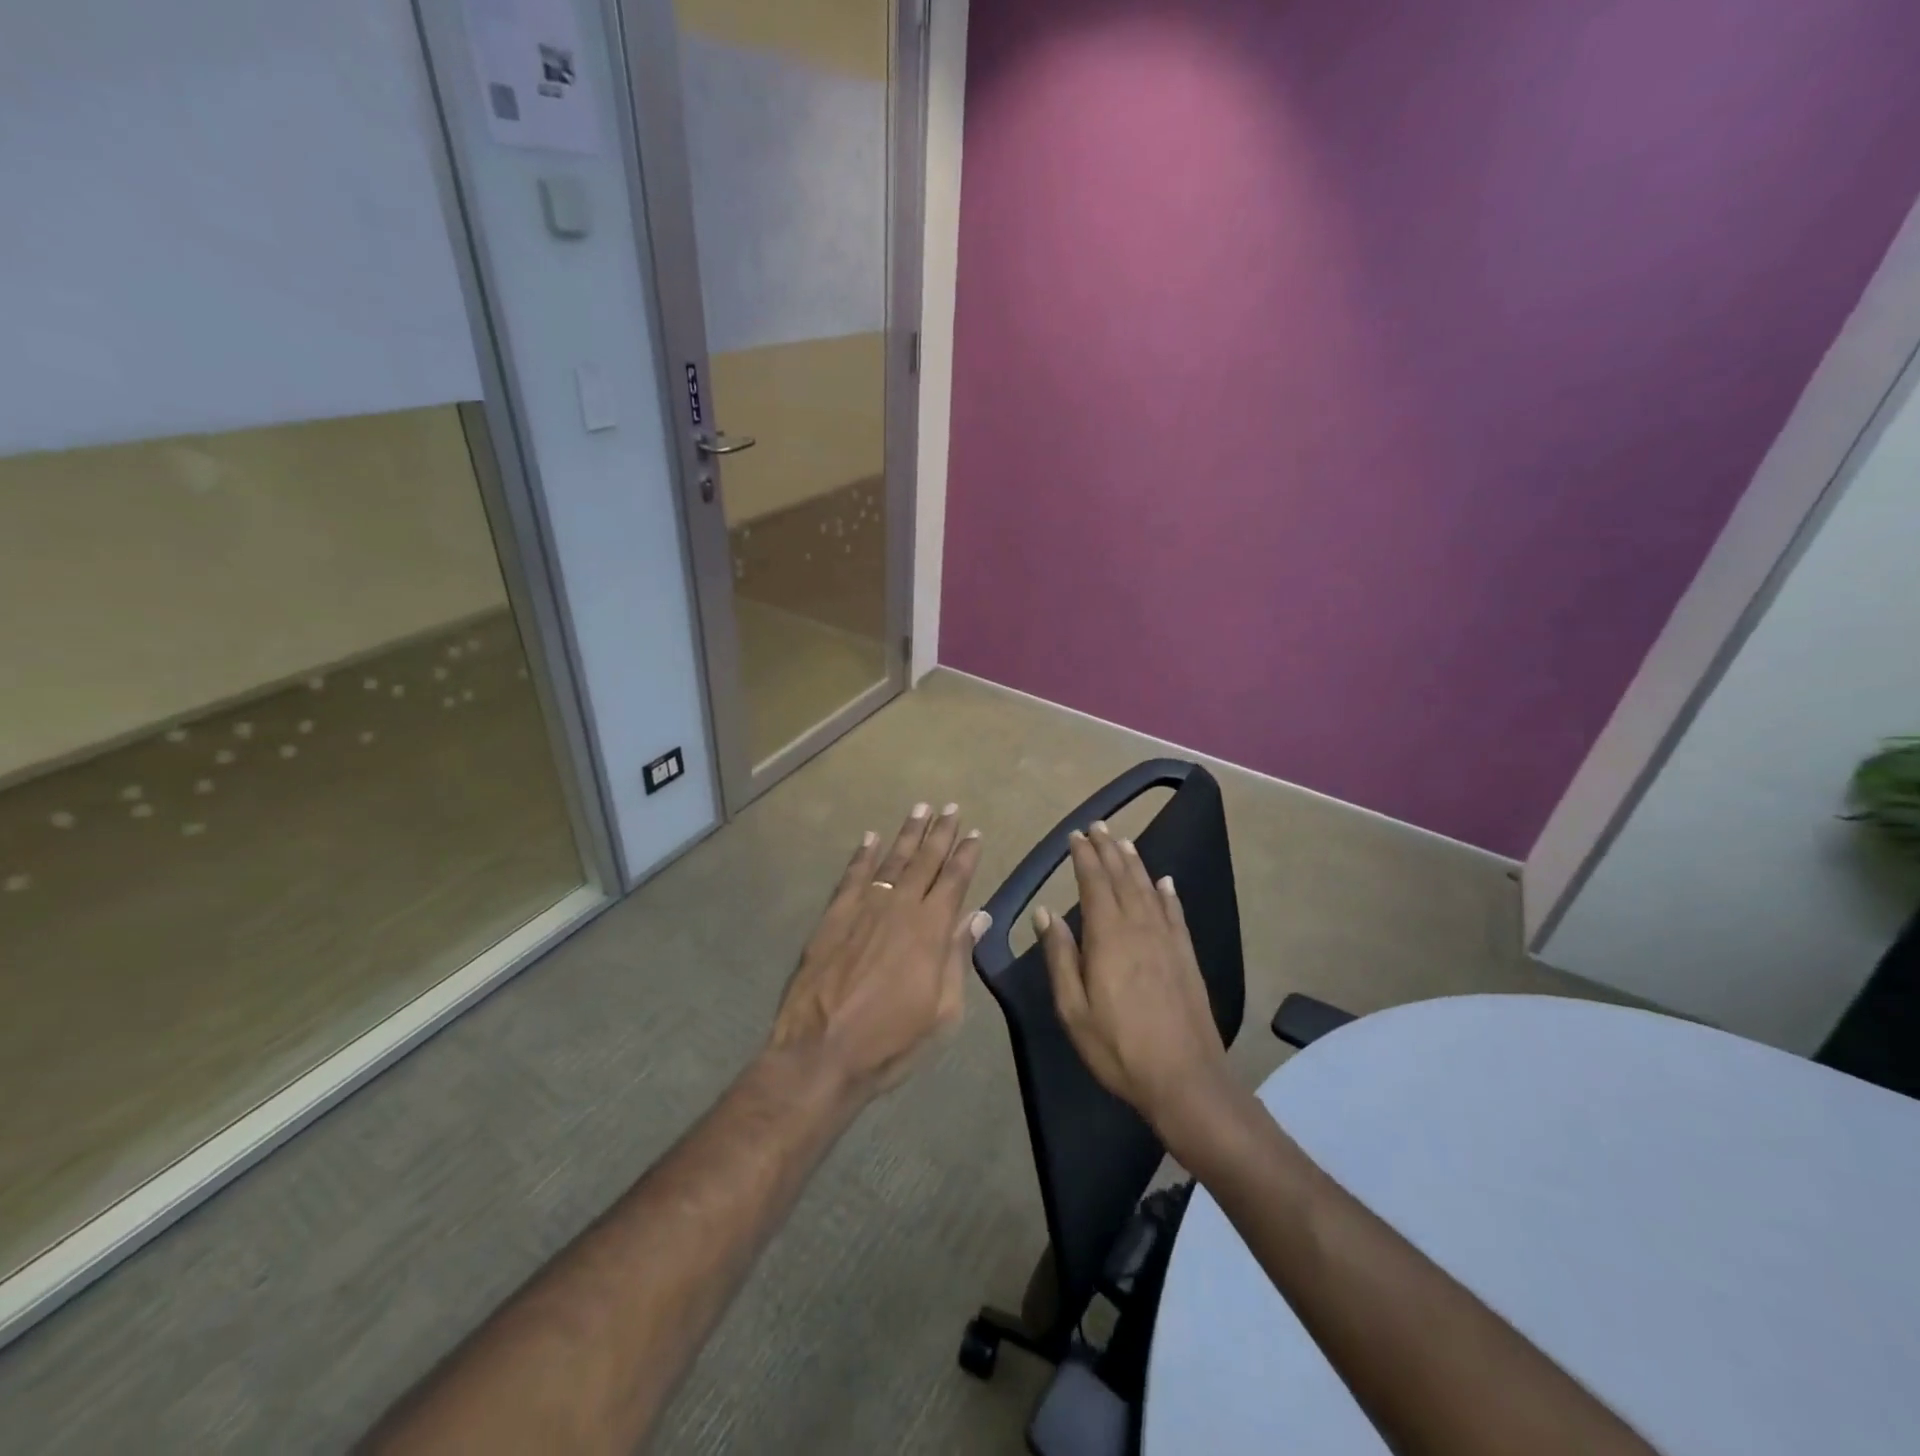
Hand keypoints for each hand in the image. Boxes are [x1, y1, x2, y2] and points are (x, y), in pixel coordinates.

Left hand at [771, 802, 989, 1101]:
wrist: (821, 1052)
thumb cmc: (890, 1041)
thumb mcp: (942, 1012)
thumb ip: (958, 958)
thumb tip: (978, 916)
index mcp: (931, 930)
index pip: (954, 881)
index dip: (966, 855)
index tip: (974, 833)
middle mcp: (900, 908)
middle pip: (925, 861)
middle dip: (940, 833)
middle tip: (951, 808)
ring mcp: (864, 909)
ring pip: (891, 860)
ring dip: (907, 833)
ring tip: (920, 809)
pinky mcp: (833, 917)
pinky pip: (852, 876)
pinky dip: (863, 855)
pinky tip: (870, 838)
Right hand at [1035, 822, 1229, 1134]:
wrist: (1185, 1079)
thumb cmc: (1118, 1047)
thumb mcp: (1073, 1009)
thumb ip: (1059, 956)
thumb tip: (1045, 912)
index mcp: (1107, 937)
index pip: (1094, 883)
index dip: (1084, 857)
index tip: (1075, 836)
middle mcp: (1139, 927)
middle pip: (1122, 878)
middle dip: (1108, 849)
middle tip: (1098, 825)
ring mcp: (1167, 940)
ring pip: (1148, 889)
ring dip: (1134, 863)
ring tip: (1123, 841)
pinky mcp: (1186, 956)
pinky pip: (1175, 913)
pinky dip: (1167, 893)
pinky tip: (1165, 881)